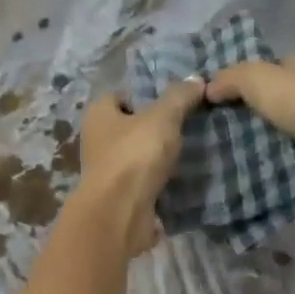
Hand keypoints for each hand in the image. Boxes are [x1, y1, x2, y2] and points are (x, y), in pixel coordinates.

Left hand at [75, 78, 204, 252]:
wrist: (120, 214)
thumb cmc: (135, 156)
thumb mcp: (162, 117)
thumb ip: (179, 97)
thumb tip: (197, 79)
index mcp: (98, 115)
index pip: (120, 95)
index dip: (145, 95)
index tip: (173, 101)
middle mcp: (97, 141)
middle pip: (130, 127)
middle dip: (155, 128)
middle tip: (188, 125)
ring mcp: (108, 172)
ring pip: (138, 157)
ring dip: (158, 157)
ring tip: (191, 150)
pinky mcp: (120, 198)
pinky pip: (144, 183)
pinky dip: (160, 182)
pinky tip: (183, 178)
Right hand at [205, 56, 294, 190]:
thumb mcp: (262, 79)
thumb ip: (232, 79)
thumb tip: (207, 88)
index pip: (262, 76)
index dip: (235, 88)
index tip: (207, 110)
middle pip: (270, 109)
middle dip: (245, 124)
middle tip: (209, 144)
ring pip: (281, 139)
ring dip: (260, 151)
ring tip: (223, 167)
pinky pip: (294, 165)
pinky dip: (278, 173)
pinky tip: (251, 183)